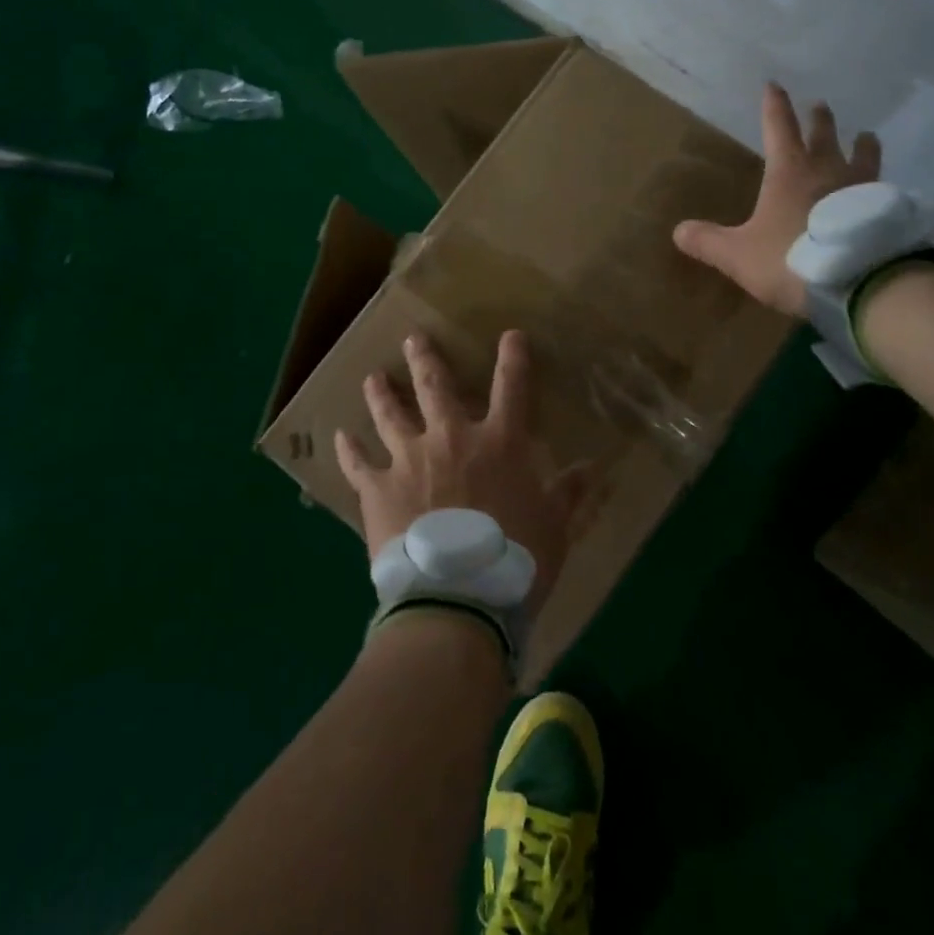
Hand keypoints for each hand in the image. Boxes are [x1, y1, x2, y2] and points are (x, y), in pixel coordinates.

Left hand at [335, 331, 588, 614]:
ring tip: (372, 377)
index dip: (513, 357)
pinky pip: (357, 463)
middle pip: (434, 385)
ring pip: (389, 413)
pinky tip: (339, 437)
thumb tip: (594, 467)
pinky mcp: (378, 488)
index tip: (511, 335)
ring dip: (380, 392)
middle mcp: (450, 437)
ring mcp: (409, 459)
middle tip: (413, 338)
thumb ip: (570, 494)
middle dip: (425, 358)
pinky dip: (348, 449)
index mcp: (498, 443)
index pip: (512, 387)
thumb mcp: (555, 528)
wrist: (456, 599)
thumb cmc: (514, 561)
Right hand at [672, 84, 881, 315]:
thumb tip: (678, 231)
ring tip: (866, 136)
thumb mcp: (738, 255)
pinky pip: (882, 187)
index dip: (774, 106)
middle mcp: (827, 170)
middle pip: (823, 135)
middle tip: (820, 105)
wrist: (860, 282)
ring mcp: (862, 189)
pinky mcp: (885, 211)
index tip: (774, 85)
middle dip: (818, 120)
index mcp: (789, 172)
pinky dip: (879, 181)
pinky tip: (884, 188)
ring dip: (861, 144)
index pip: (778, 128)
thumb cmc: (791, 259)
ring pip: (863, 156)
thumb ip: (708, 242)